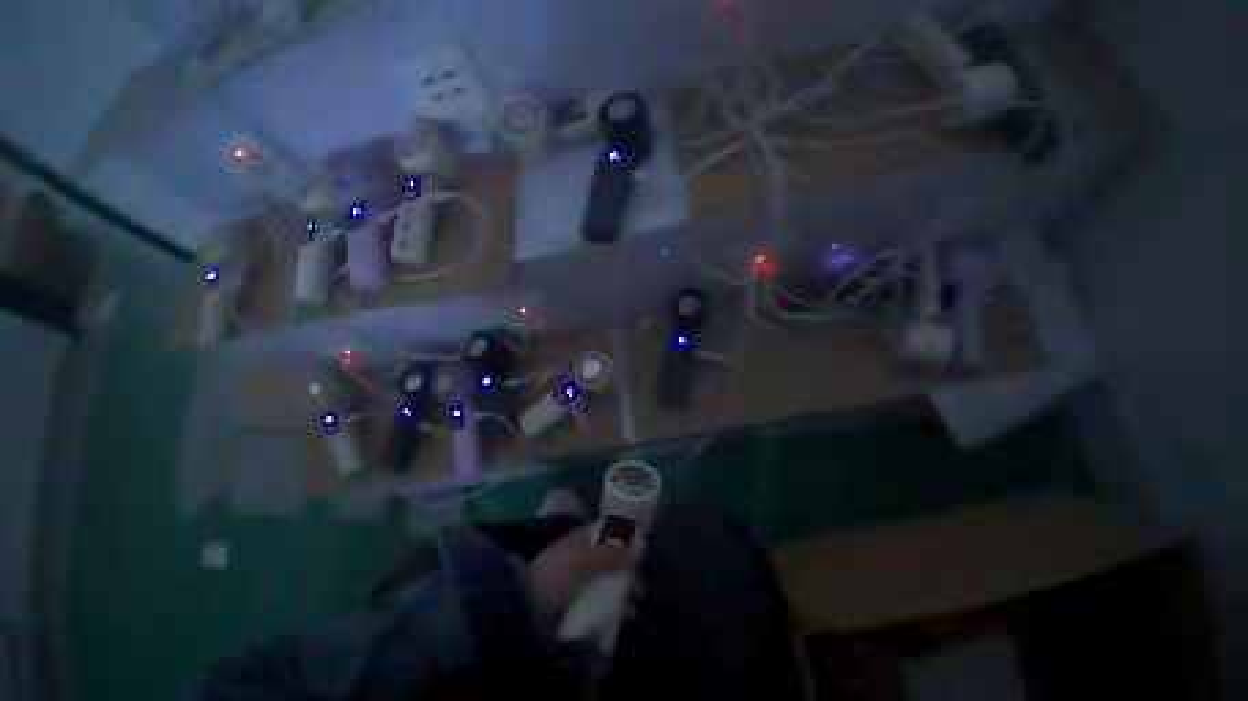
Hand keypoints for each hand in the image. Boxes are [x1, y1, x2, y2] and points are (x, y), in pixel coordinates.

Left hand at [528, 526, 636, 620]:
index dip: (626, 543)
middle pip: (612, 563)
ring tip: (632, 611)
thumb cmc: (556, 575)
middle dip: (627, 576)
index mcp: (583, 539)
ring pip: (607, 585)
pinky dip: (610, 611)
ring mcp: (580, 582)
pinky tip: (619, 621)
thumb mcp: (584, 560)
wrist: (526, 609)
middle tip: (640, 593)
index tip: (641, 557)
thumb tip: (640, 550)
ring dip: (621, 597)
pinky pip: (599, 605)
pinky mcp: (577, 603)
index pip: (609, 535)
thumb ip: (611, 555)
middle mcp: (583, 557)